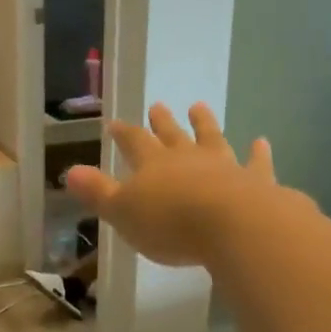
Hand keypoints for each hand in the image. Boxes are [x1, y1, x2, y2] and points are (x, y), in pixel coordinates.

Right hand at [63, 103, 281, 267]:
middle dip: (163, 122)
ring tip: (199, 107)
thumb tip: (70, 172)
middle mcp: (187, 159)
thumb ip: (98, 192)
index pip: (134, 142)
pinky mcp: (255, 181)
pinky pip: (256, 163)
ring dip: (204, 124)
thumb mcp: (122, 212)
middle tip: (159, 105)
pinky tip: (260, 142)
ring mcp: (224, 166)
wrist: (233, 226)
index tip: (115, 123)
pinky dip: (258, 153)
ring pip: (211, 139)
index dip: (123, 133)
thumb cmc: (170, 223)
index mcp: (152, 165)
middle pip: (172, 136)